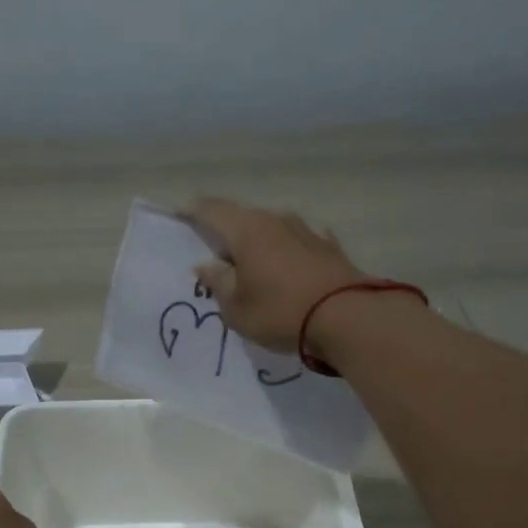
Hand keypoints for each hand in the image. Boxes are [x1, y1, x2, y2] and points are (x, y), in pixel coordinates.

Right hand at [184, 198, 371, 351]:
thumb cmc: (280, 312)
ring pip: (272, 228)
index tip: (180, 214)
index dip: (193, 211)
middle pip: (242, 218)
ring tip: (252, 264)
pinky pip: (298, 242)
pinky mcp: (329, 246)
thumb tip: (206, 264)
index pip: (211, 209)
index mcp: (246, 231)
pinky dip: (287, 251)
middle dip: (227, 232)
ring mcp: (305, 230)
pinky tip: (288, 264)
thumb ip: (219, 282)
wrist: (347, 317)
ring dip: (259, 242)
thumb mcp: (237, 308)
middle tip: (216, 253)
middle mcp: (275, 220)